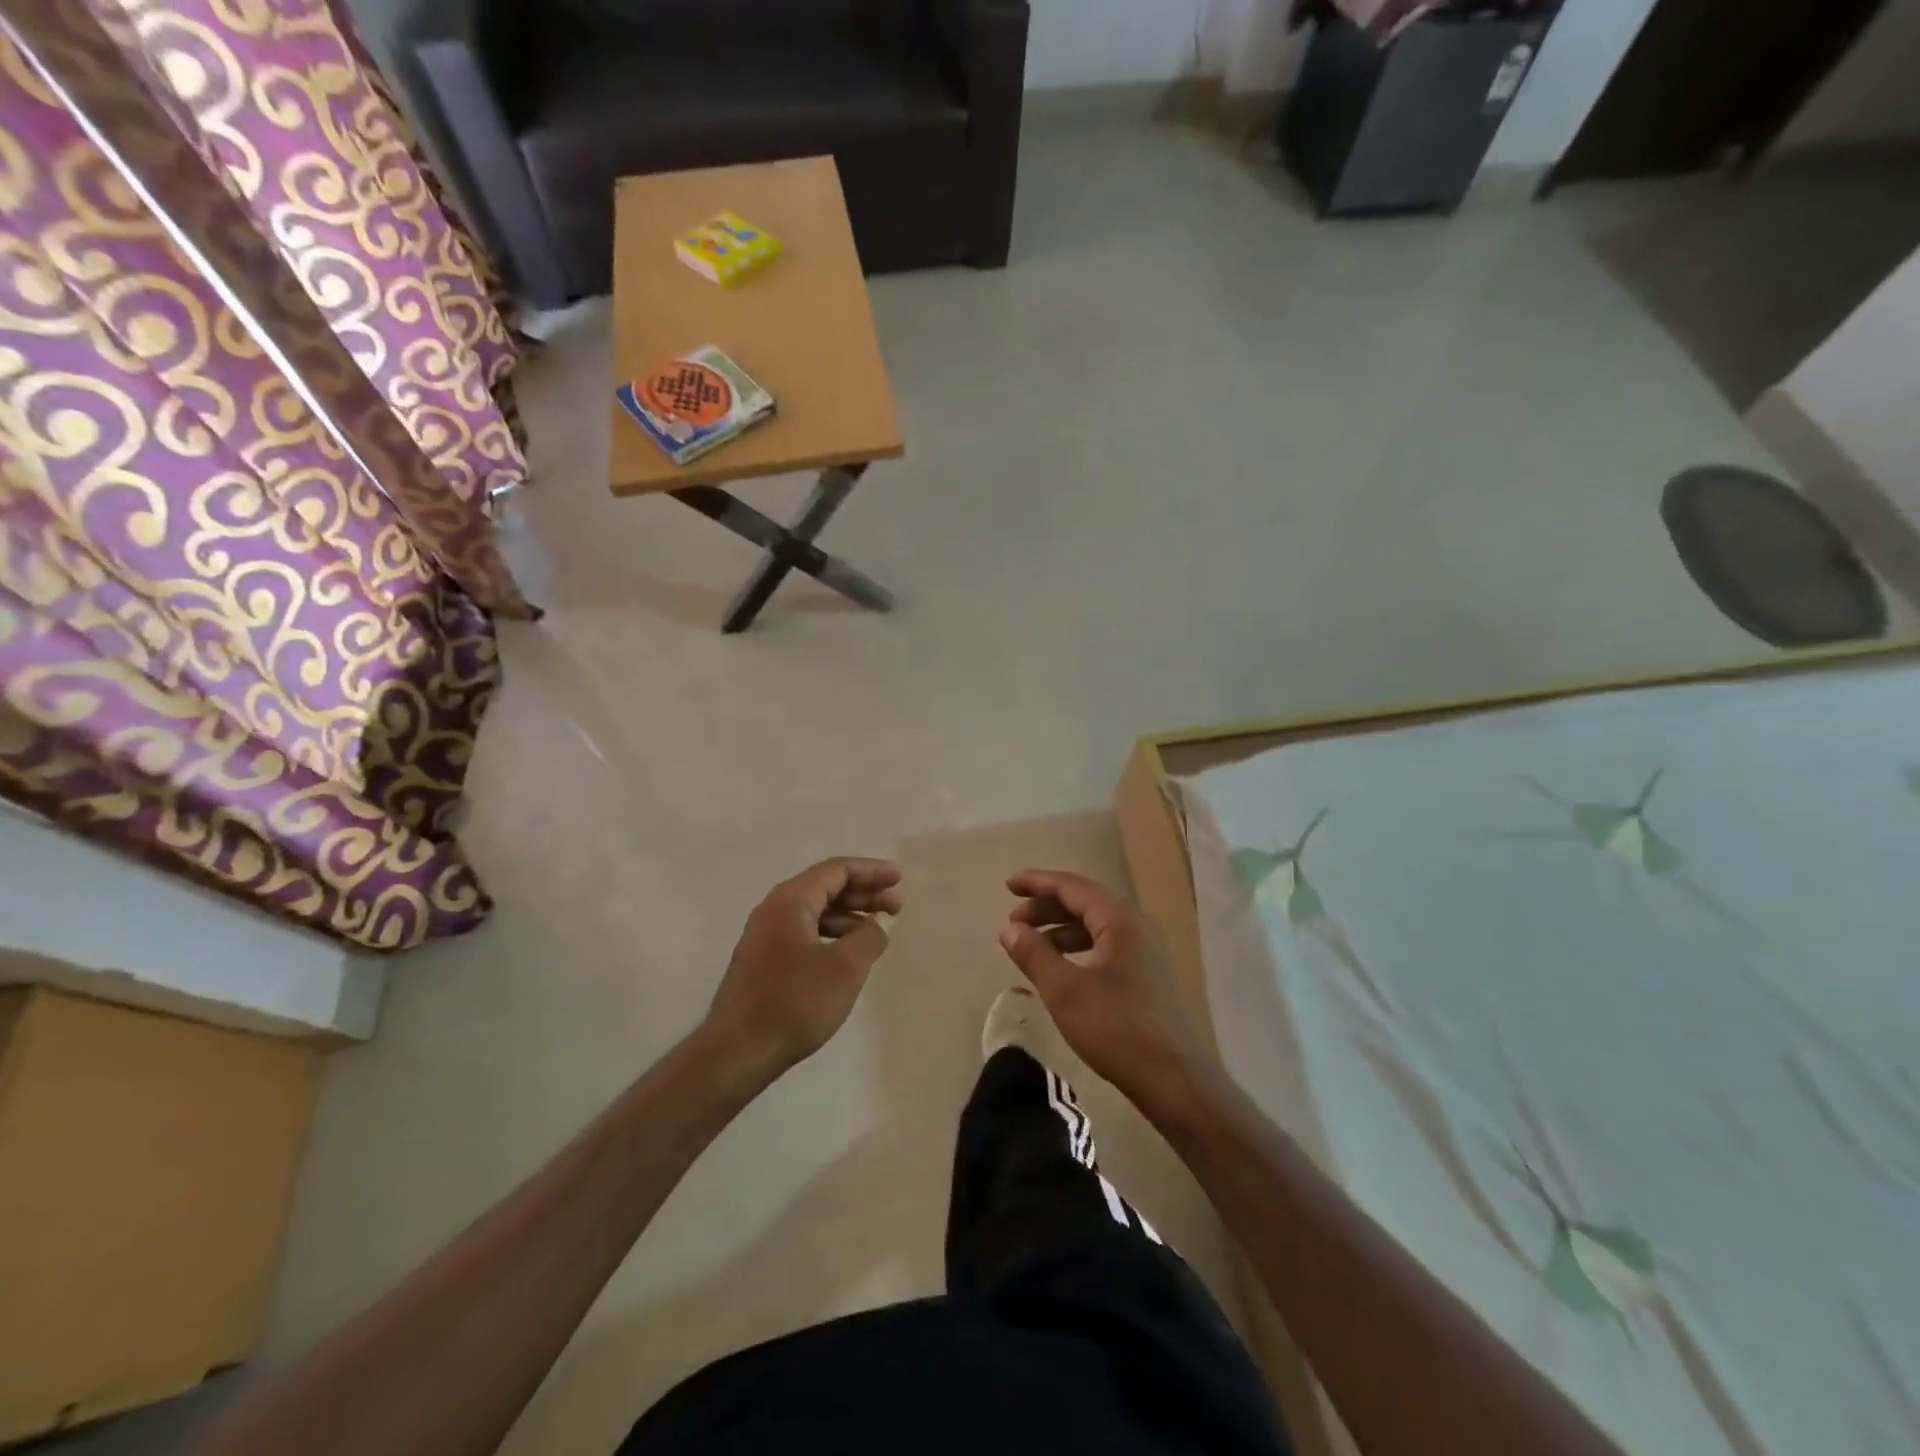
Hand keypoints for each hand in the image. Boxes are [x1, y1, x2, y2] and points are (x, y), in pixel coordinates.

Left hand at [705, 858, 902, 1074]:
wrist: (737, 1052)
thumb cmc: (794, 1002)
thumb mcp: (845, 967)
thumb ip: (869, 937)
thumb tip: (874, 926)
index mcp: (790, 901)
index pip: (836, 870)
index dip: (871, 871)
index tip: (898, 879)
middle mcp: (773, 910)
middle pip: (825, 888)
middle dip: (863, 893)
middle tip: (896, 906)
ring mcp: (764, 937)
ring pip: (815, 912)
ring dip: (849, 916)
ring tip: (876, 932)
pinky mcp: (763, 962)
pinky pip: (805, 933)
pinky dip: (832, 935)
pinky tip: (848, 955)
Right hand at [998, 870, 1211, 1105]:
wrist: (1174, 1078)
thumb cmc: (1117, 1028)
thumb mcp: (1065, 991)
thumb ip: (1034, 954)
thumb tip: (1010, 929)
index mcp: (1120, 920)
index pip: (1073, 887)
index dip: (1038, 883)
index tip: (1008, 885)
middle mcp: (1136, 927)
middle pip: (1085, 902)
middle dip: (1047, 907)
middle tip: (1014, 920)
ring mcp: (1145, 951)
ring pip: (1095, 926)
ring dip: (1060, 929)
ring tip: (1031, 945)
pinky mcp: (1147, 975)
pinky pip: (1105, 945)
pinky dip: (1077, 948)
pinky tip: (1061, 967)